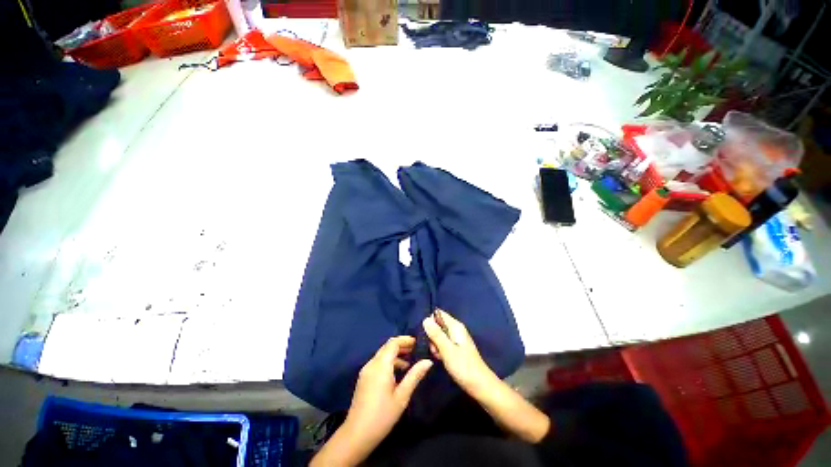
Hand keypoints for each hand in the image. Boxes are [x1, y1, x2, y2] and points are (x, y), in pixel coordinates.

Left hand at [312, 336, 432, 466]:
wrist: (357, 435)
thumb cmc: (382, 415)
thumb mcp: (402, 396)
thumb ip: (415, 376)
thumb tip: (428, 361)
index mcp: (381, 365)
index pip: (393, 343)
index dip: (406, 340)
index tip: (418, 343)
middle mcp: (372, 364)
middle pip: (387, 347)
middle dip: (401, 345)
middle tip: (415, 350)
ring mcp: (366, 370)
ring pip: (382, 354)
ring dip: (395, 354)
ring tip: (409, 362)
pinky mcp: (364, 378)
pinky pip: (378, 362)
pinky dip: (388, 362)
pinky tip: (397, 373)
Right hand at [423, 310, 496, 395]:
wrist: (480, 385)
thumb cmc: (463, 367)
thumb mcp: (447, 350)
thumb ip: (436, 334)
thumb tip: (425, 319)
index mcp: (455, 326)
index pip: (439, 314)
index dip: (431, 322)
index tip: (428, 335)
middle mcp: (456, 329)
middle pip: (438, 325)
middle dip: (432, 336)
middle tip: (435, 349)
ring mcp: (457, 339)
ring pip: (439, 336)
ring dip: (435, 345)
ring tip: (439, 356)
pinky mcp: (457, 348)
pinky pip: (444, 344)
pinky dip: (441, 350)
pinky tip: (442, 359)